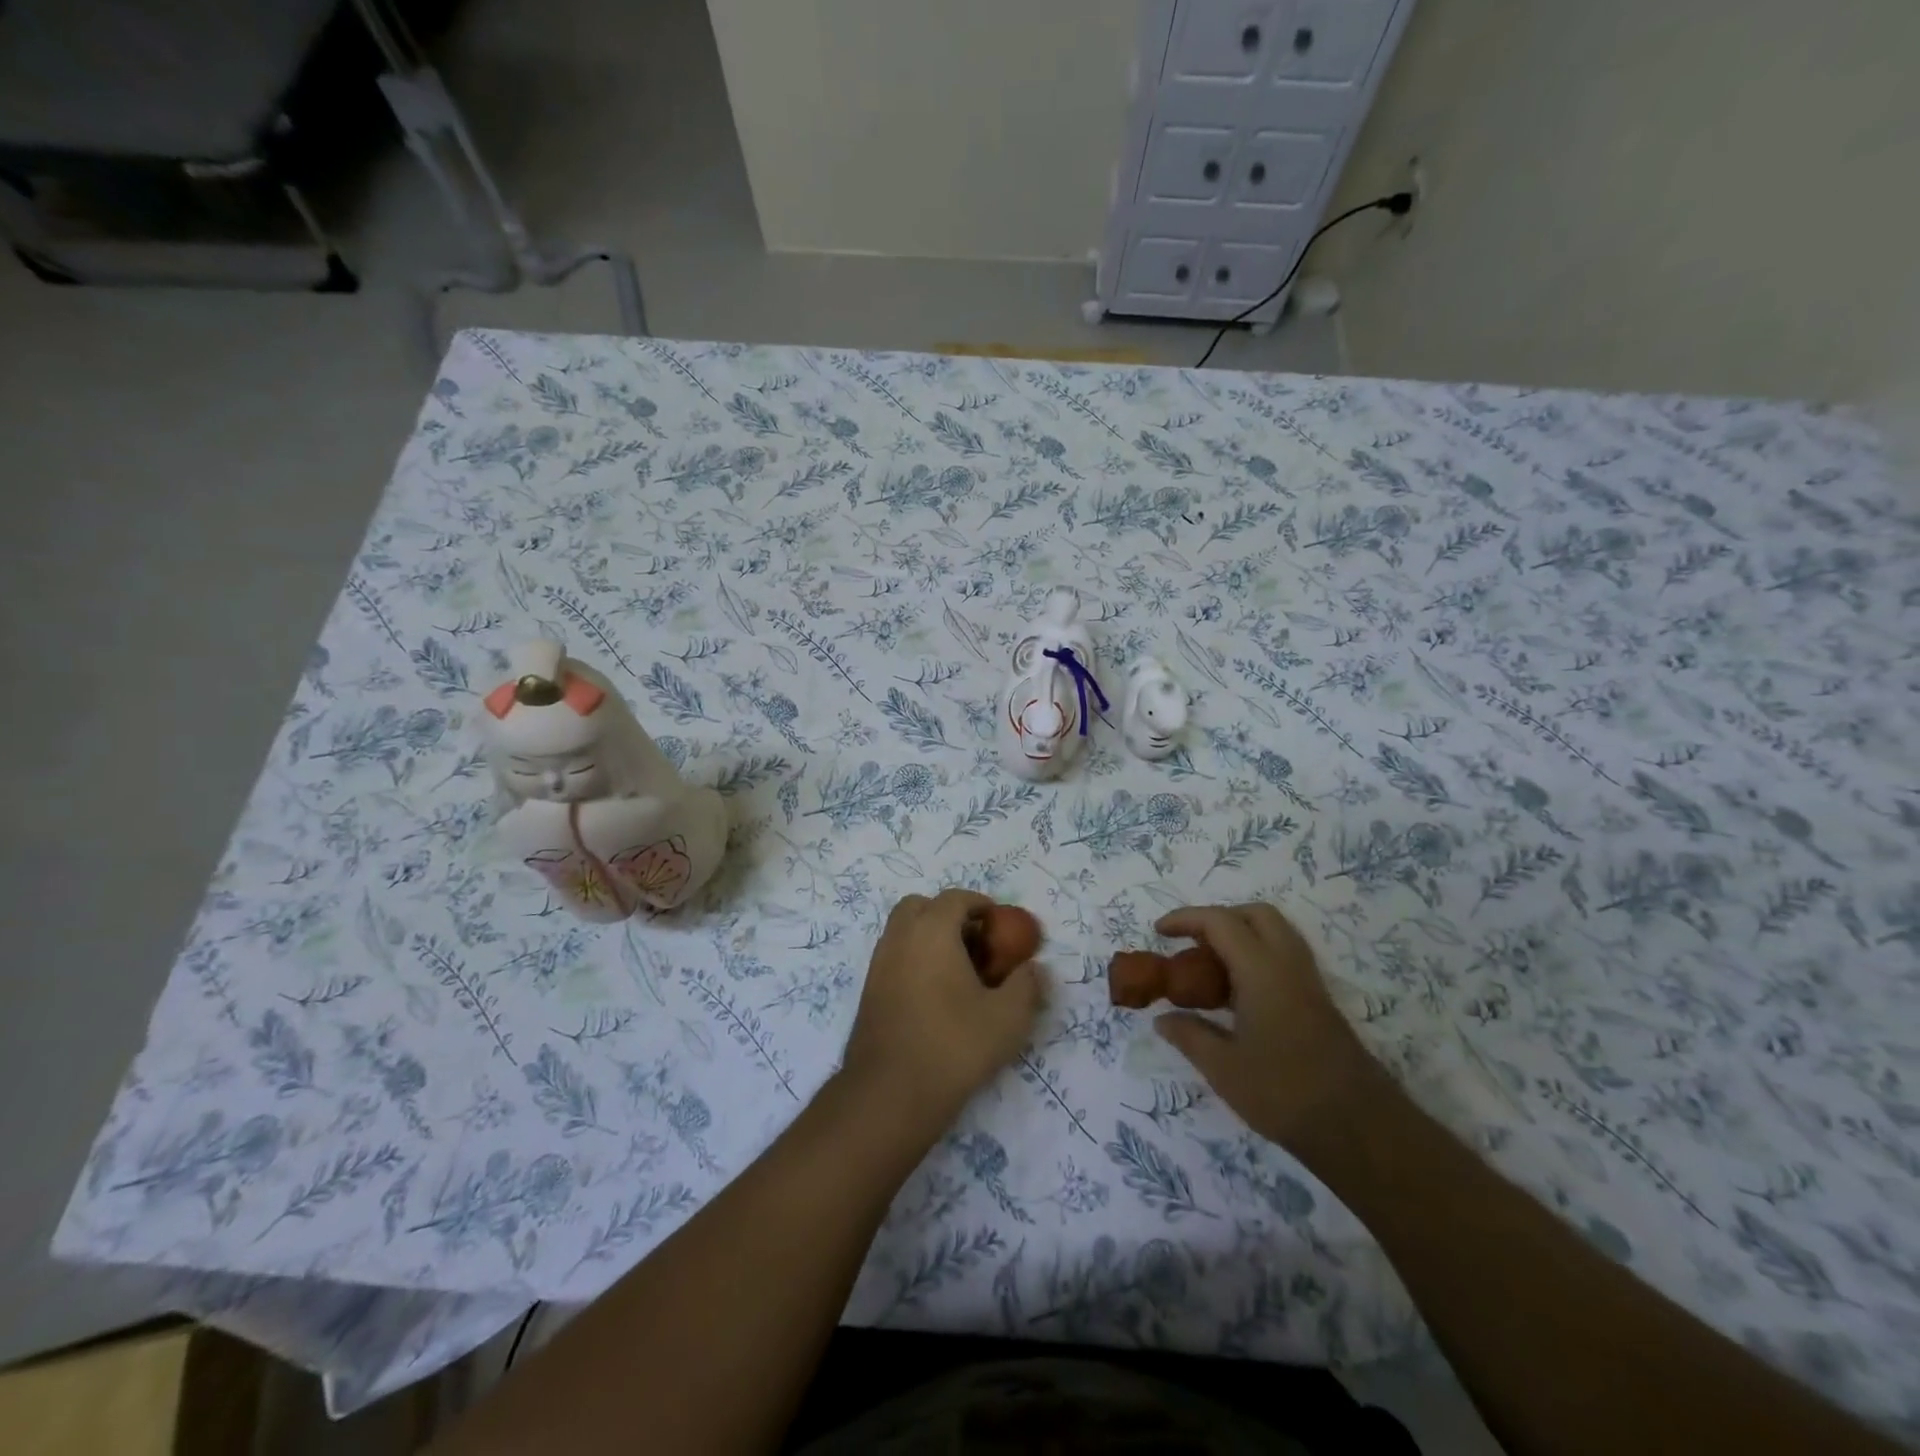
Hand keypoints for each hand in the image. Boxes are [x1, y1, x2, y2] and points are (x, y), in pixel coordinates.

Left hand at [842, 889, 1044, 1131]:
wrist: (891, 1093)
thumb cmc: (954, 1045)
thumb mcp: (1008, 1018)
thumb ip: (1027, 985)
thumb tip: (1033, 969)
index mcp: (931, 931)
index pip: (955, 898)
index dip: (981, 905)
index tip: (1000, 925)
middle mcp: (900, 938)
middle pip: (920, 906)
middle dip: (948, 915)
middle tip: (975, 943)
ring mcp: (878, 964)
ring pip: (903, 932)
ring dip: (929, 938)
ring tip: (959, 972)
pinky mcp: (869, 992)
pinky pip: (894, 958)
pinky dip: (914, 961)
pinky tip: (936, 997)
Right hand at [1153, 903, 1384, 1154]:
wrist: (1361, 1130)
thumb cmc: (1285, 1094)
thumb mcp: (1223, 1069)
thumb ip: (1189, 1035)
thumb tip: (1162, 1019)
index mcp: (1262, 971)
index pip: (1221, 922)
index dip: (1186, 919)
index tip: (1159, 932)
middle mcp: (1288, 966)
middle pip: (1256, 915)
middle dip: (1219, 918)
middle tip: (1191, 943)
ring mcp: (1309, 984)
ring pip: (1275, 934)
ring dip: (1240, 936)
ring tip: (1210, 967)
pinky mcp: (1319, 1004)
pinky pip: (1283, 959)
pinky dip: (1255, 959)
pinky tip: (1237, 995)